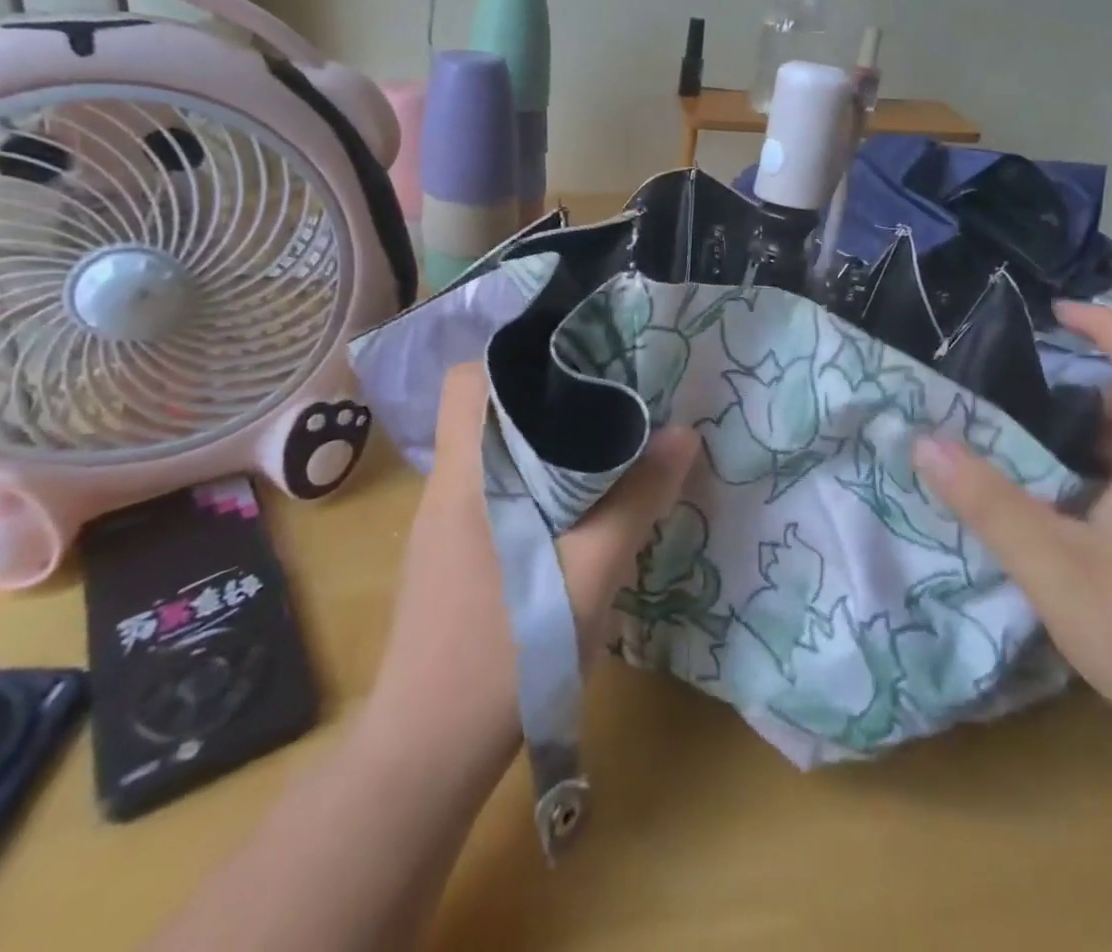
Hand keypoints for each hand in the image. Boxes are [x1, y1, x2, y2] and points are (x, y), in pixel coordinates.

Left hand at [365, 361, 699, 764]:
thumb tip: (683, 434)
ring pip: (497, 452)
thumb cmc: (505, 651)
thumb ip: (637, 499)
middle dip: (548, 396)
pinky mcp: (457, 556)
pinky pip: (499, 489)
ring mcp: (448, 524)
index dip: (514, 357)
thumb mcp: (589, 572)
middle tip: (612, 392)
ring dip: (547, 440)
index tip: (575, 355)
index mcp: (466, 473)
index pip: (466, 379)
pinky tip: (582, 503)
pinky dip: (538, 479)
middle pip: (488, 410)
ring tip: (609, 437)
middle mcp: (450, 486)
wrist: (428, 756)